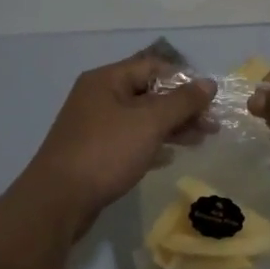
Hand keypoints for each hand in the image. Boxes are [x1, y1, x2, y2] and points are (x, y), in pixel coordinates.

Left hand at [26, 53, 215, 222]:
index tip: (209, 100)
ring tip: (200, 141)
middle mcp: (98, 97)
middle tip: (212, 126)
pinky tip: (169, 158)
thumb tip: (209, 83)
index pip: (153, 66)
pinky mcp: (94, 152)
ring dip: (171, 127)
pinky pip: (130, 140)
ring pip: (141, 119)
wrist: (57, 202)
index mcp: (107, 80)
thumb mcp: (150, 122)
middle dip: (182, 108)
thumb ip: (182, 102)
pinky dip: (152, 144)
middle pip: (149, 93)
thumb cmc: (106, 152)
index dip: (184, 80)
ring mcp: (94, 126)